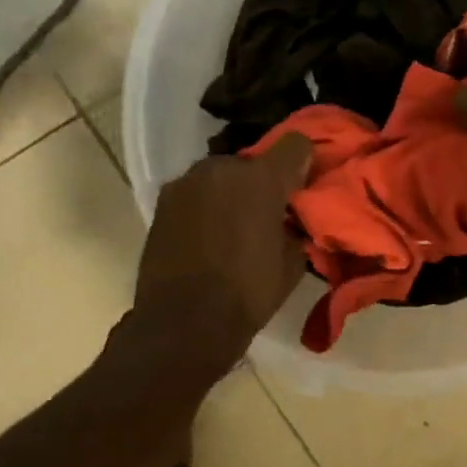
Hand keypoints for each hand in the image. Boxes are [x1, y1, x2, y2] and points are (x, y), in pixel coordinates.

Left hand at [134, 134, 312, 364]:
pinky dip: (205, 207)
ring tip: (232, 228)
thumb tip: (291, 222)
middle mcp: (222, 168)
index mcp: (261, 179)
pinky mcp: (162, 201)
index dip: (303, 162)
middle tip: (267, 214)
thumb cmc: (249, 293)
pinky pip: (195, 194)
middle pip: (253, 162)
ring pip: (220, 177)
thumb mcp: (292, 263)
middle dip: (262, 182)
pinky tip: (206, 237)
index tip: (303, 186)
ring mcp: (186, 182)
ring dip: (230, 194)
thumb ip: (295, 228)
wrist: (184, 322)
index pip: (295, 144)